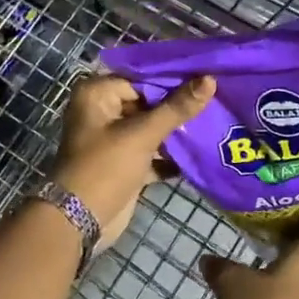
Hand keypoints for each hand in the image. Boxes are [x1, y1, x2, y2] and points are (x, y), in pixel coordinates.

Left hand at [51, 73, 214, 250]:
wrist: (80, 221)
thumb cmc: (106, 167)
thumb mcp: (142, 134)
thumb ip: (177, 107)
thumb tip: (209, 79)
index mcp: (97, 94)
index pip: (143, 77)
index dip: (175, 79)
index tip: (209, 77)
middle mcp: (103, 111)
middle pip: (148, 102)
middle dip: (179, 106)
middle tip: (218, 99)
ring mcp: (113, 139)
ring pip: (152, 128)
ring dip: (178, 131)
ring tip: (215, 122)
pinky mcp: (124, 163)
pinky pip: (152, 151)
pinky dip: (171, 155)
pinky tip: (202, 152)